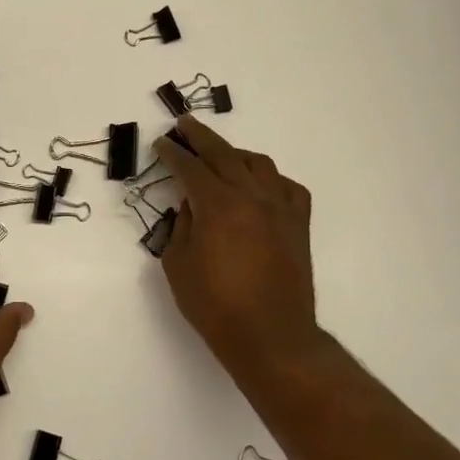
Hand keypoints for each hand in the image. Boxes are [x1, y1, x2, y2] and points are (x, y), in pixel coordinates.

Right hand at [153, 116, 320, 377]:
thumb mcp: (178, 264)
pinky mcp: (298, 225)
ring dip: (235, 153)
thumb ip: (181, 226)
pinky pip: (287, 187)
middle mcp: (251, 196)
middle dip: (200, 137)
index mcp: (217, 204)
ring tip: (220, 153)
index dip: (172, 153)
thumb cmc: (214, 304)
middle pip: (224, 154)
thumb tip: (190, 206)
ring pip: (258, 164)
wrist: (270, 335)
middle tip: (184, 124)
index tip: (161, 142)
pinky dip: (269, 178)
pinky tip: (259, 184)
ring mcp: (280, 208)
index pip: (190, 167)